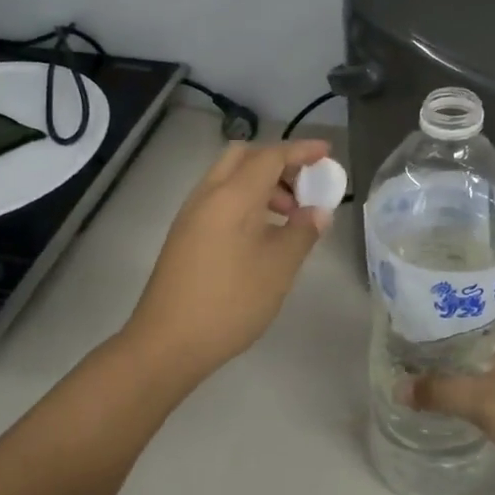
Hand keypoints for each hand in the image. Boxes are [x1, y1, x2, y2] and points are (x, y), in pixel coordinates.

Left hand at [122, 139, 334, 381]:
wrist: (167, 343)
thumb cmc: (230, 303)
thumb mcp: (278, 268)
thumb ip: (302, 232)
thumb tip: (318, 210)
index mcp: (232, 196)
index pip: (270, 156)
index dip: (301, 151)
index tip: (327, 153)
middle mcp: (207, 195)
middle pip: (244, 157)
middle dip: (278, 163)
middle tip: (304, 188)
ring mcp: (191, 215)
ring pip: (229, 178)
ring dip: (262, 184)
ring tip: (289, 217)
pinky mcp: (184, 235)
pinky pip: (219, 199)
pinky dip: (245, 201)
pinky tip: (262, 234)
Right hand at [410, 298, 494, 494]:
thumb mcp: (483, 402)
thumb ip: (440, 392)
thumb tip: (398, 387)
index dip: (473, 279)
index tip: (441, 273)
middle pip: (489, 320)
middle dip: (457, 314)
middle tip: (419, 309)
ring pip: (489, 350)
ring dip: (462, 346)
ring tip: (425, 343)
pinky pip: (492, 377)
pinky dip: (470, 375)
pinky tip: (449, 383)